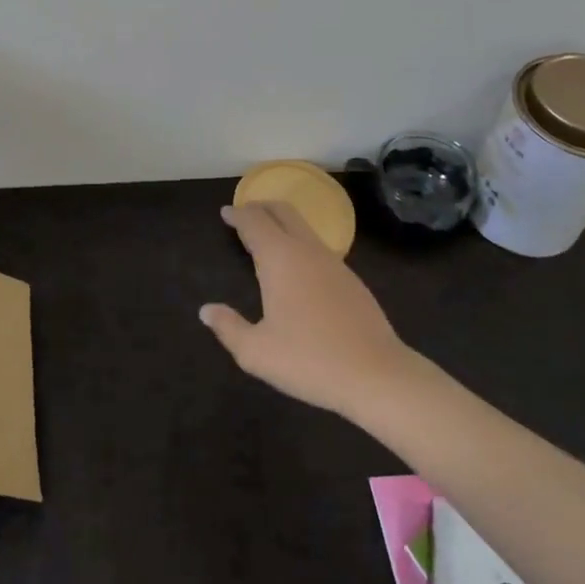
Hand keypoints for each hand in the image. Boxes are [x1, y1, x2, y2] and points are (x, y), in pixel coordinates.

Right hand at [201, 202, 424, 420]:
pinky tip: (297, 270)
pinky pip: (318, 248)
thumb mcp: (256, 352)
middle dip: (261, 207)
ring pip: (304, 228)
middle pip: (283, 211)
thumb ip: (228, 327)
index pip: (254, 221)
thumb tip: (207, 310)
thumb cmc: (309, 360)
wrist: (377, 376)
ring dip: (282, 224)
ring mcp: (334, 263)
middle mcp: (306, 250)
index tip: (225, 213)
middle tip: (244, 215)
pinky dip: (300, 244)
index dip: (237, 214)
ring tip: (267, 239)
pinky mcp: (352, 280)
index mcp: (279, 258)